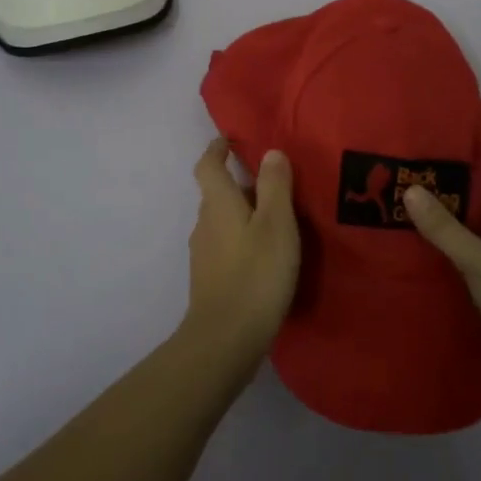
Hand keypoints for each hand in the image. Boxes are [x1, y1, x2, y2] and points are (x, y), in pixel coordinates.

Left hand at [183, 138, 301, 379]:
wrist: (226, 339)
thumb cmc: (256, 274)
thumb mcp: (276, 224)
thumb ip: (275, 186)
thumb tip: (270, 152)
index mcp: (218, 203)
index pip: (208, 165)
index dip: (217, 149)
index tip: (230, 140)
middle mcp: (204, 223)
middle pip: (216, 193)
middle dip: (239, 184)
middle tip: (274, 184)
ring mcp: (204, 253)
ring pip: (222, 221)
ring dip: (243, 214)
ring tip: (276, 221)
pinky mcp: (209, 279)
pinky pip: (225, 245)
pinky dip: (242, 239)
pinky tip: (265, 256)